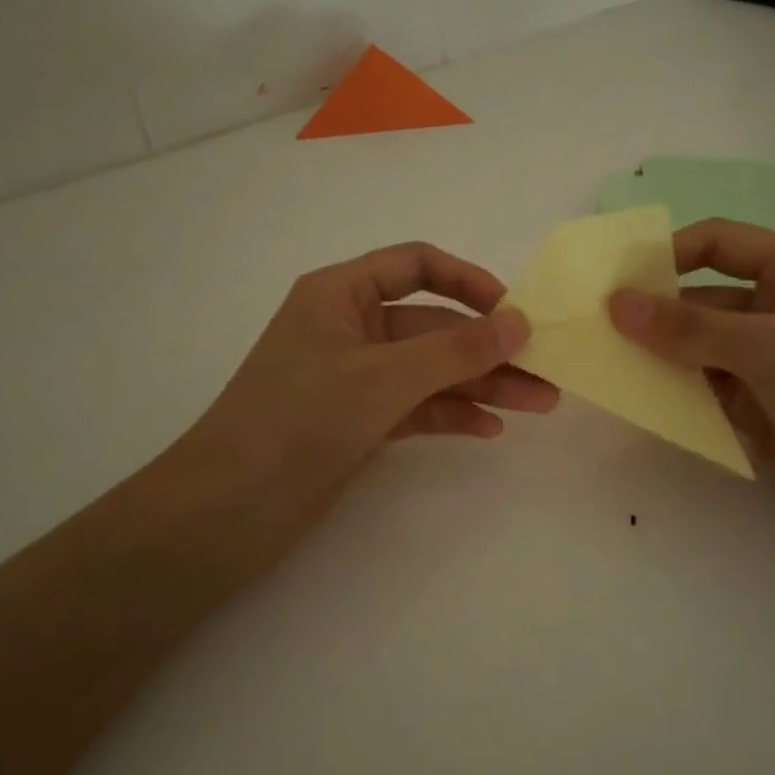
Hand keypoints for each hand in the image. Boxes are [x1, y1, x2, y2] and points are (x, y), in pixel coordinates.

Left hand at [137, 242, 556, 585]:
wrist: (228, 509)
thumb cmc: (300, 419)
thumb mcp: (384, 376)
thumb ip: (456, 349)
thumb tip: (521, 322)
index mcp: (341, 295)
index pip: (415, 265)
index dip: (468, 280)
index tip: (513, 310)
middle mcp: (349, 329)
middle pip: (433, 326)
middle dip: (488, 348)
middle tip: (546, 372)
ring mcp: (354, 380)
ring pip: (430, 371)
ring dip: (481, 385)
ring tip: (538, 404)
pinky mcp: (357, 424)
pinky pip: (415, 408)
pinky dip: (450, 415)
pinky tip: (490, 430)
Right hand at [607, 219, 774, 553]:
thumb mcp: (767, 349)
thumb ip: (689, 326)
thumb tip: (617, 303)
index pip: (721, 242)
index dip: (671, 252)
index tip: (619, 279)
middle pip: (703, 295)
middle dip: (655, 310)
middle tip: (597, 327)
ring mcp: (767, 363)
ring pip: (699, 345)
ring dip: (660, 353)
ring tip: (606, 362)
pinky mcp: (758, 407)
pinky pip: (705, 387)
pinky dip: (675, 390)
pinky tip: (640, 398)